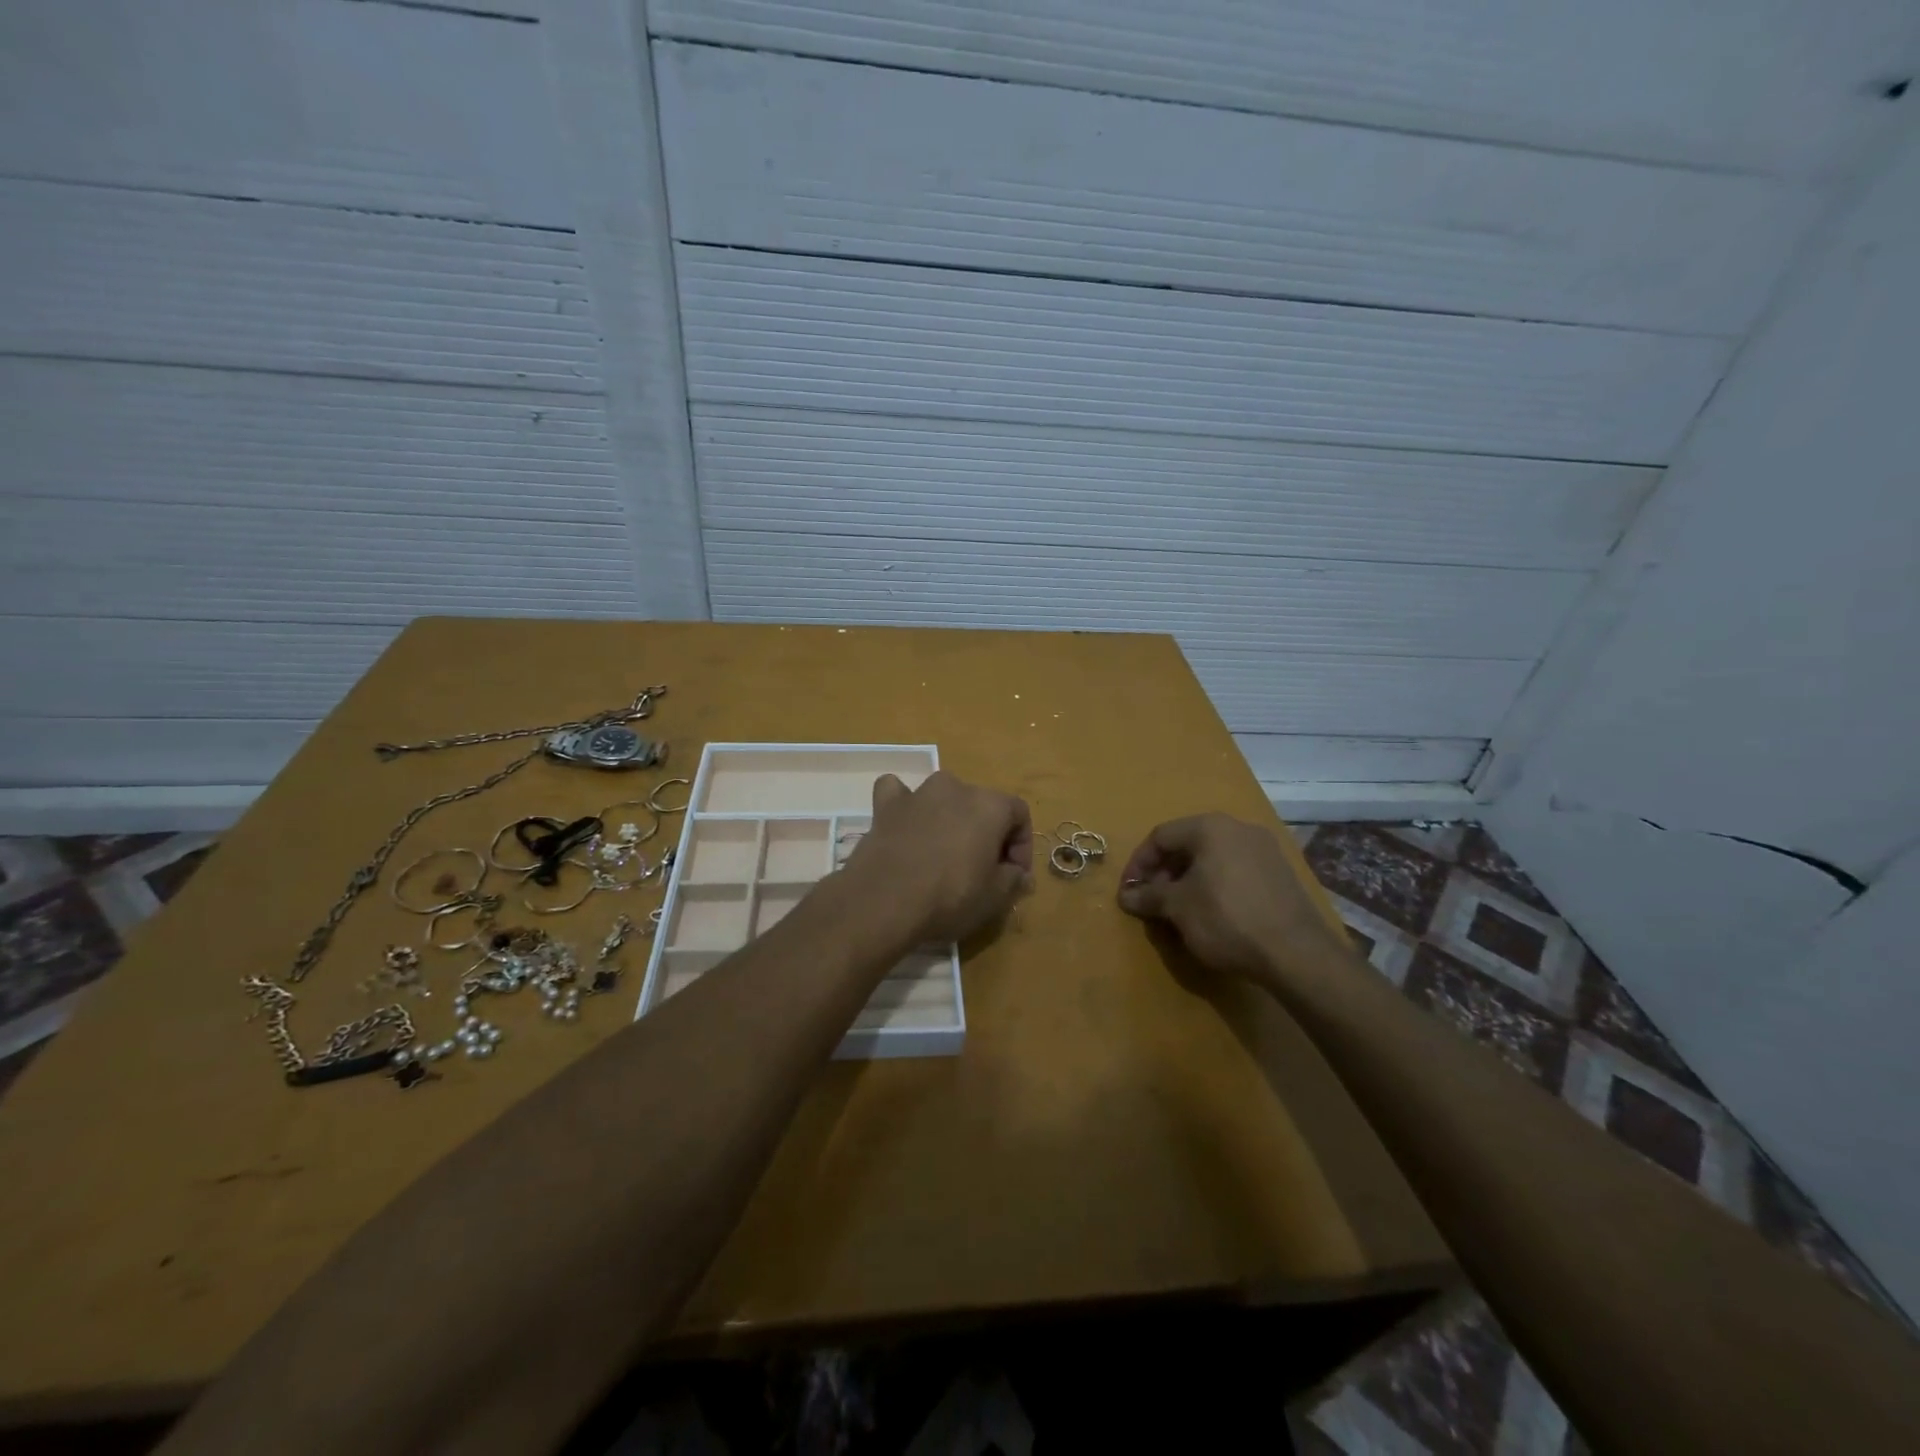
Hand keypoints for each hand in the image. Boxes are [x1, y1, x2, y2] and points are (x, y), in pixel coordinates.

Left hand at [841, 771, 1033, 945]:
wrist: (884, 901)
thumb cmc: (950, 897)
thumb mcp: (995, 897)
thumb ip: (1013, 879)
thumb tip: (1019, 873)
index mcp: (990, 805)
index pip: (1019, 814)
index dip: (1022, 846)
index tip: (1014, 875)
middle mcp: (956, 788)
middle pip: (981, 805)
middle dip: (987, 834)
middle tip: (982, 870)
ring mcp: (918, 793)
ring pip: (943, 797)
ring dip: (949, 819)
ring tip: (944, 854)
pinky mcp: (886, 806)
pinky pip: (899, 794)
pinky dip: (905, 805)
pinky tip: (905, 824)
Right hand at [1116, 814, 1352, 986]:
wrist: (1297, 953)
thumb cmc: (1226, 919)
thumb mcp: (1178, 908)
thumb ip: (1148, 896)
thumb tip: (1126, 896)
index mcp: (1210, 827)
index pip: (1161, 836)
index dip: (1138, 863)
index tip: (1128, 891)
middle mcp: (1239, 828)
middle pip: (1188, 844)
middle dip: (1164, 873)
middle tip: (1153, 902)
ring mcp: (1265, 849)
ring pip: (1213, 858)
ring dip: (1189, 881)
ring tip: (1179, 911)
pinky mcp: (1281, 874)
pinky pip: (1235, 871)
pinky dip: (1215, 886)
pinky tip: (1212, 914)